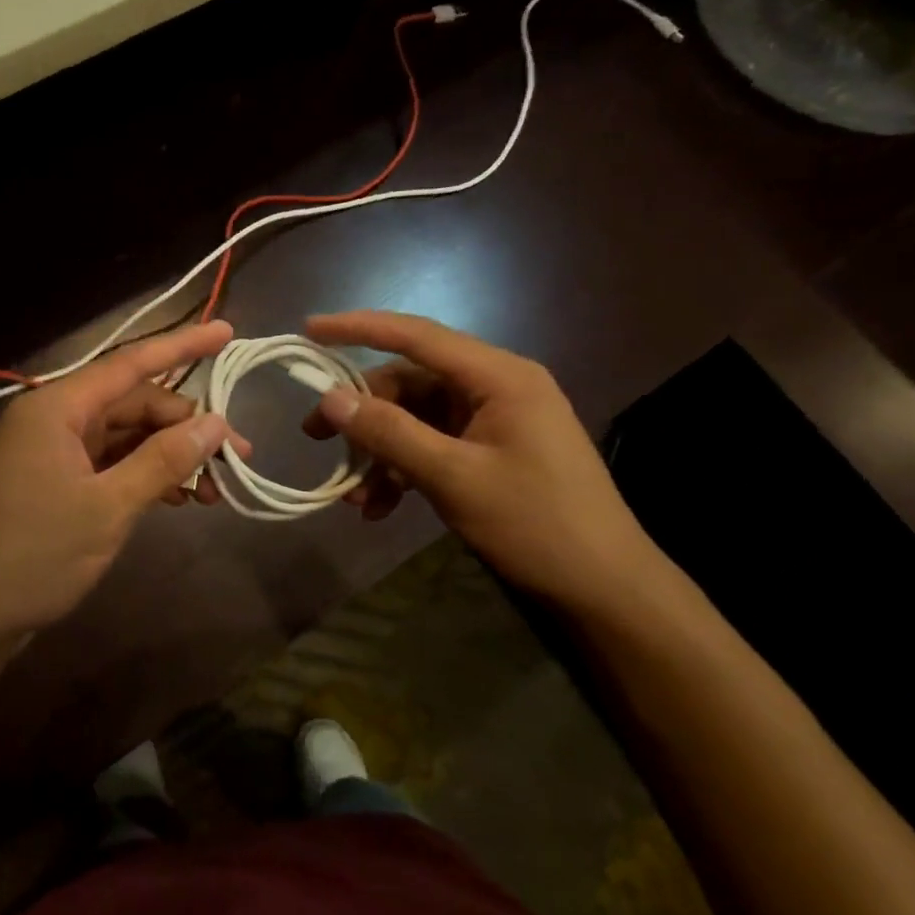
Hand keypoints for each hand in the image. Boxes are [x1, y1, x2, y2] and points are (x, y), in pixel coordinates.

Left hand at [0, 321, 249, 642]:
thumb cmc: (35, 555)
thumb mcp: (109, 507)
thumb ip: (164, 460)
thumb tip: (216, 424)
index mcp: (58, 407)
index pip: (131, 364)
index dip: (183, 347)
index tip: (227, 332)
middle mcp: (55, 418)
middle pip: (134, 404)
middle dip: (187, 427)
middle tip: (236, 459)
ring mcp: (54, 450)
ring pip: (127, 436)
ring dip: (171, 457)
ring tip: (214, 490)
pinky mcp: (56, 480)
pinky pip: (112, 462)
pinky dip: (146, 476)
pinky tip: (178, 499)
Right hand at [303, 311, 663, 615]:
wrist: (603, 586)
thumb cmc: (535, 524)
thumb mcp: (453, 477)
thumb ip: (390, 433)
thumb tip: (331, 398)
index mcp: (498, 376)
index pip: (417, 336)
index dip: (359, 328)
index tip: (310, 329)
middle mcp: (495, 387)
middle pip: (410, 382)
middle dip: (362, 413)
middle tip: (315, 438)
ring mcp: (494, 420)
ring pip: (416, 419)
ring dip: (380, 452)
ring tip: (352, 495)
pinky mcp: (491, 451)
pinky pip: (433, 446)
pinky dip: (403, 470)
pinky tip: (380, 507)